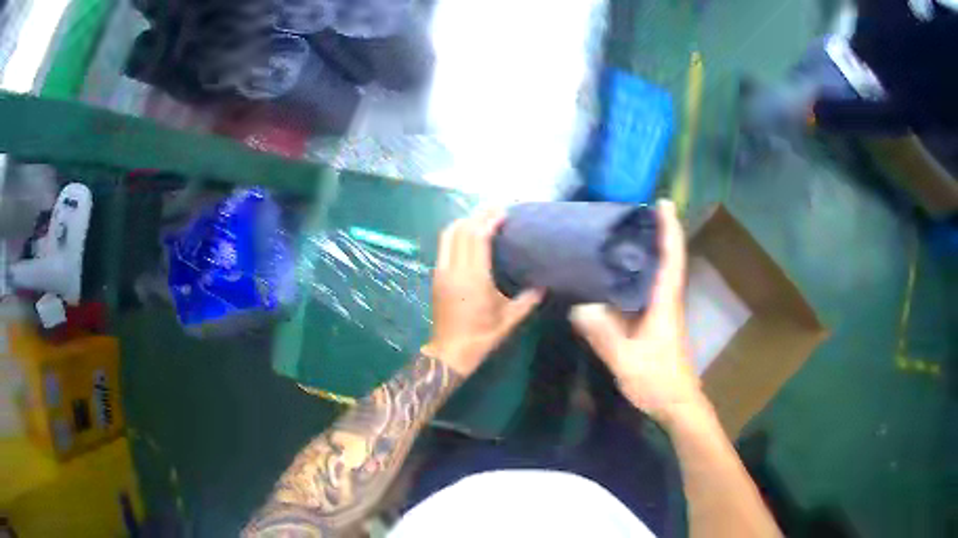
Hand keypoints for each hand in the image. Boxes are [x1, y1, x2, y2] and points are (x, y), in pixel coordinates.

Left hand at [423, 210, 543, 376]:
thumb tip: (543, 284)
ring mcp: (442, 271)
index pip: (478, 237)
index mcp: (473, 277)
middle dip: (478, 215)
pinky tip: (468, 235)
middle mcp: (454, 269)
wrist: (450, 352)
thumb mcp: (509, 320)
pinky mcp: (436, 276)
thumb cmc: (482, 336)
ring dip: (465, 221)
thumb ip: (528, 300)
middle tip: (496, 209)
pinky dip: (456, 233)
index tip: (504, 212)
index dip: (490, 220)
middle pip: (462, 230)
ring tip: (482, 218)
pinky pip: (444, 245)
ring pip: (448, 234)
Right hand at [570, 200, 704, 425]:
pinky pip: (648, 288)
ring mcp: (664, 312)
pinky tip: (617, 274)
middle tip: (633, 211)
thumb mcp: (626, 359)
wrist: (676, 404)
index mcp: (665, 302)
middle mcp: (667, 301)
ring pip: (659, 272)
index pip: (671, 258)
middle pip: (667, 258)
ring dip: (649, 250)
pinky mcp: (657, 323)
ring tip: (623, 234)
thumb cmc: (657, 379)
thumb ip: (604, 334)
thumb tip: (578, 307)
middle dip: (658, 231)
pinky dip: (638, 272)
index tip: (663, 202)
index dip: (669, 228)